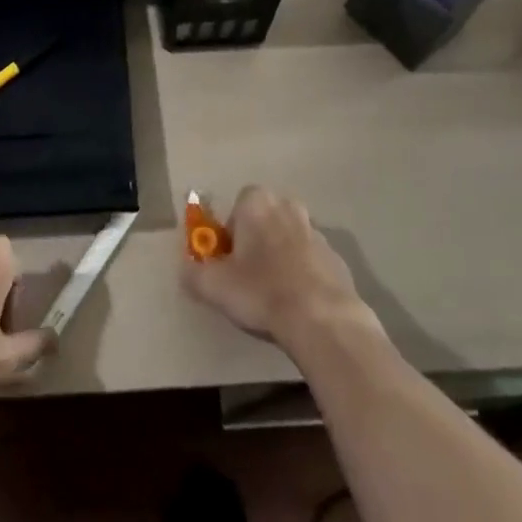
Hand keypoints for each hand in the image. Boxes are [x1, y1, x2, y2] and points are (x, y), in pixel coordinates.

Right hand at [180, 185, 373, 346]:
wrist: (322, 319)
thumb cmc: (262, 291)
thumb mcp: (214, 286)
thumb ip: (193, 273)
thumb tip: (185, 270)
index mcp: (257, 202)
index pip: (237, 209)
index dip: (230, 236)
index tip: (229, 264)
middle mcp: (288, 206)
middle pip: (264, 221)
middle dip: (256, 243)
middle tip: (249, 279)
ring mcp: (316, 232)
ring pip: (289, 240)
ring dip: (281, 259)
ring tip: (274, 296)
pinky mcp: (337, 258)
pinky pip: (311, 262)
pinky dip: (304, 277)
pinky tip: (299, 306)